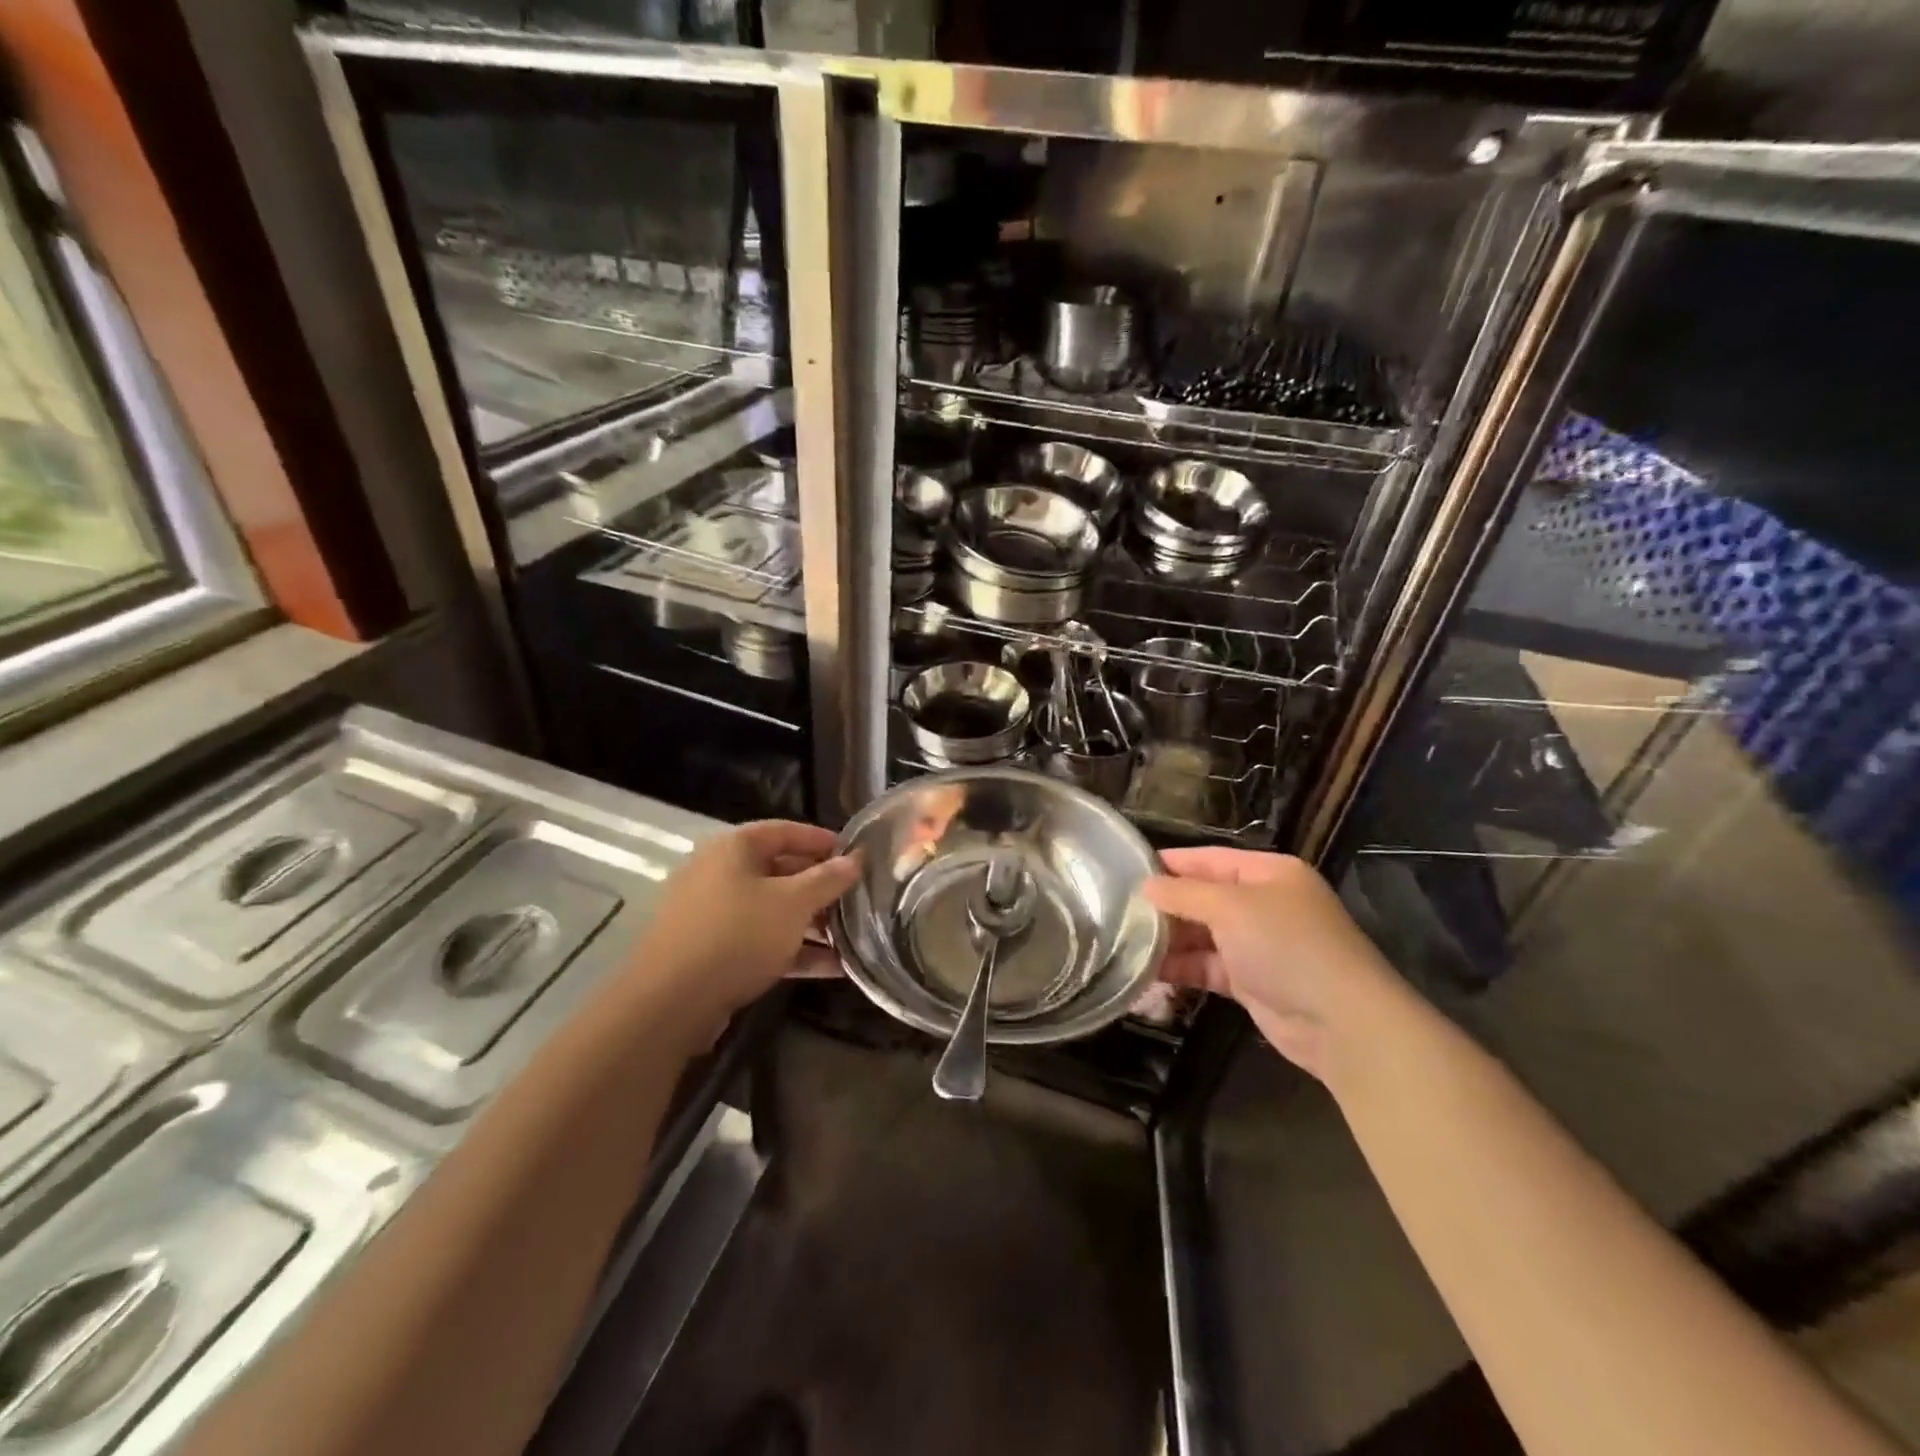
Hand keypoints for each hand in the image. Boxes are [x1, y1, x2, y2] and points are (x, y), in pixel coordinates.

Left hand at [626, 821, 858, 1032]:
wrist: (669, 1003)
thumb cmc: (737, 935)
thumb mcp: (793, 903)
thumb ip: (828, 879)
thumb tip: (856, 859)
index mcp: (734, 849)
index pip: (786, 830)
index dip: (823, 840)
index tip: (857, 855)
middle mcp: (720, 874)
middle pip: (781, 871)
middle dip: (821, 887)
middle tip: (857, 899)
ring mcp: (713, 915)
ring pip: (773, 910)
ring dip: (812, 923)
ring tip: (852, 937)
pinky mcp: (712, 953)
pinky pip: (761, 941)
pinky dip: (793, 950)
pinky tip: (832, 967)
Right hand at [1144, 848, 1403, 1078]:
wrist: (1340, 1022)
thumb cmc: (1286, 945)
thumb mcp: (1230, 908)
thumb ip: (1184, 894)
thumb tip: (1146, 886)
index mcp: (1269, 873)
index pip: (1210, 859)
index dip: (1171, 863)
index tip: (1128, 869)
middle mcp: (1265, 904)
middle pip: (1205, 897)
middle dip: (1166, 905)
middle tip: (1118, 909)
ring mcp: (1259, 944)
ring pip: (1204, 934)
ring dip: (1169, 939)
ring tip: (1124, 941)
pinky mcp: (1252, 981)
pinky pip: (1208, 967)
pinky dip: (1182, 968)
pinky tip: (1147, 971)